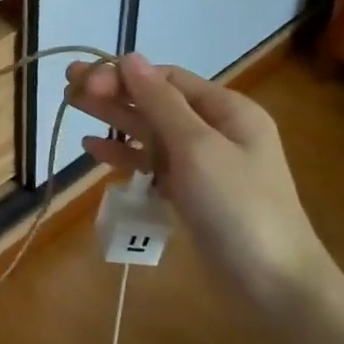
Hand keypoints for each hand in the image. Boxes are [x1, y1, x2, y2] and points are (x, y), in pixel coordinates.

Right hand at [65, 53, 334, 313]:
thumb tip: (130, 58)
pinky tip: (94, 148)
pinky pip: (153, 164)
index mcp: (228, 110)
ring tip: (73, 106)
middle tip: (69, 85)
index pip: (167, 79)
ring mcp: (204, 164)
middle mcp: (216, 130)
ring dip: (114, 119)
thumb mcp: (198, 148)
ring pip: (151, 132)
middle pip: (156, 102)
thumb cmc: (238, 207)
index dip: (124, 76)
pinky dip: (125, 155)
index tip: (86, 81)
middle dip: (113, 92)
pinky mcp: (191, 194)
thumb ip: (161, 103)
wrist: (274, 285)